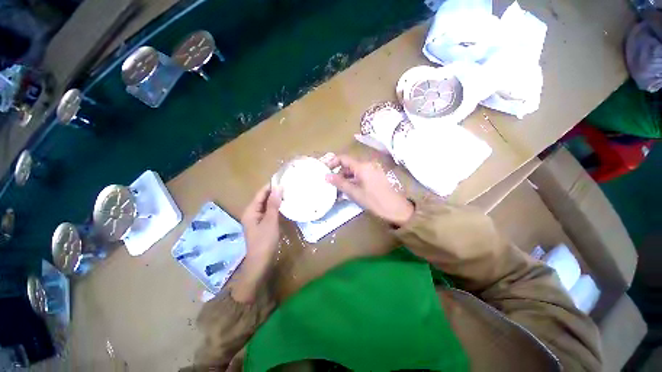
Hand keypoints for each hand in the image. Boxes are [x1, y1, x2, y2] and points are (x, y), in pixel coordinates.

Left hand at [233, 184, 281, 302]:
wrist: (261, 262)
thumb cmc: (265, 241)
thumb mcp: (271, 221)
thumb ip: (274, 204)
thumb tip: (278, 188)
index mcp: (251, 211)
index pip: (261, 193)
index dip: (271, 186)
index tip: (283, 179)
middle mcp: (252, 213)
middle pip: (263, 199)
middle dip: (274, 192)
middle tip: (289, 186)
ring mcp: (257, 220)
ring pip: (267, 206)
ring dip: (276, 200)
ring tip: (288, 194)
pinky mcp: (262, 225)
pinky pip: (269, 212)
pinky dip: (276, 208)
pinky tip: (285, 206)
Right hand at [323, 154, 413, 226]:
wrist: (398, 209)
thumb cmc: (375, 201)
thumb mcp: (355, 193)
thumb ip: (340, 183)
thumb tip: (326, 176)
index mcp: (362, 166)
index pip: (343, 158)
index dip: (332, 162)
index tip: (324, 170)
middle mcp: (368, 164)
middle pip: (349, 165)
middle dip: (338, 173)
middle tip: (330, 183)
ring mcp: (373, 170)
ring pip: (355, 171)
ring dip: (346, 178)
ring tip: (338, 189)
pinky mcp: (376, 176)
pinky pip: (361, 175)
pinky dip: (354, 180)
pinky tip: (349, 190)